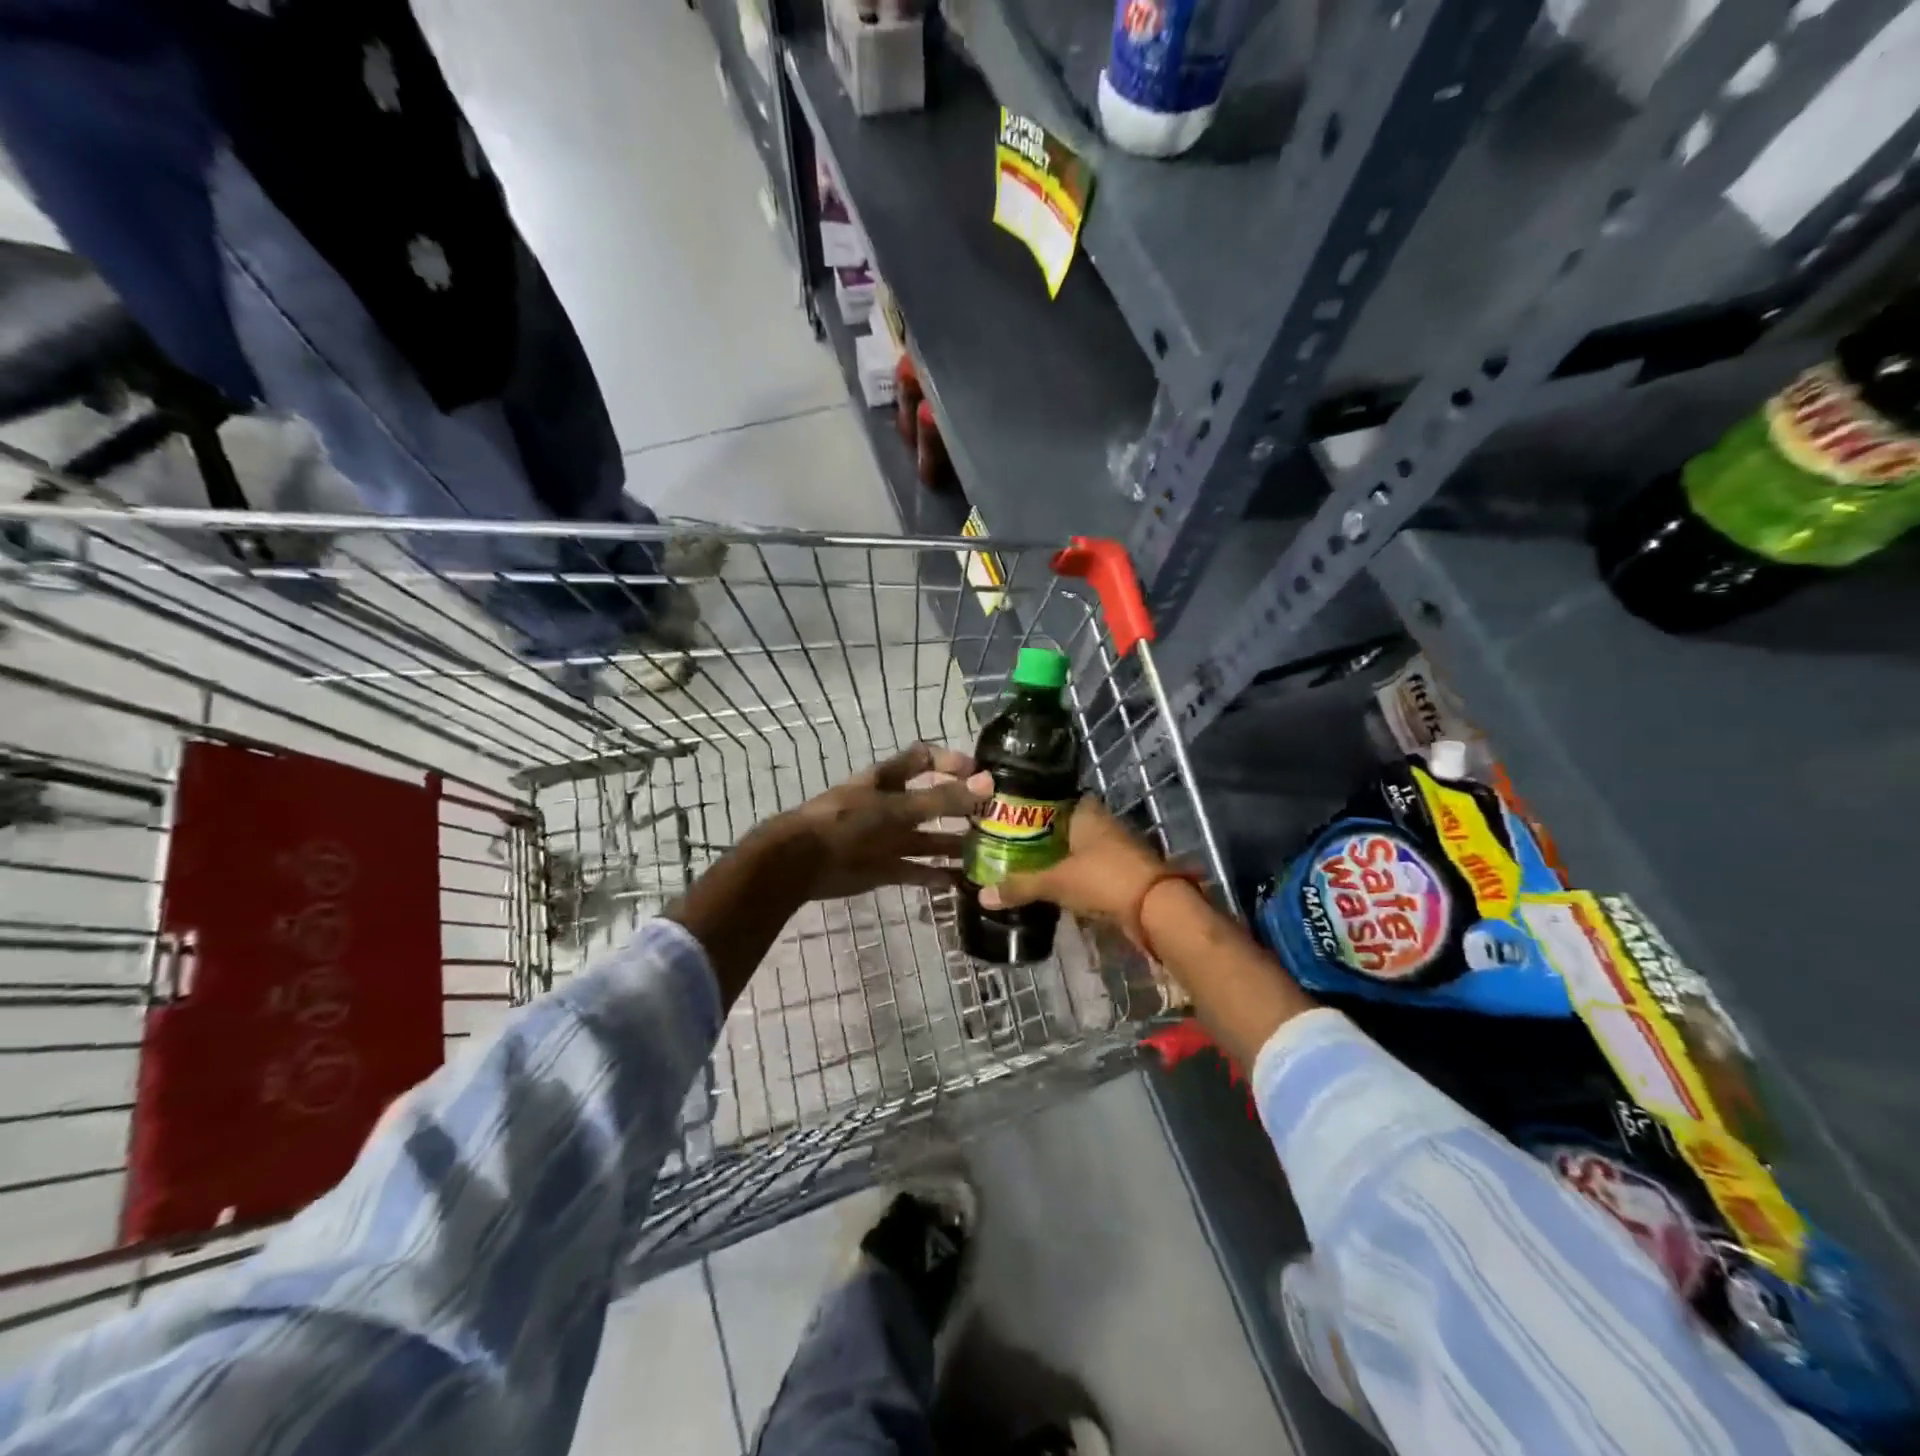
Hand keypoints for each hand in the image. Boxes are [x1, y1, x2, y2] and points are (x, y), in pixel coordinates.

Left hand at [775, 743, 990, 900]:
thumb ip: (942, 799)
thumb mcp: (897, 807)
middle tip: (996, 819)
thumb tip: (988, 783)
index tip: (982, 774)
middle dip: (962, 809)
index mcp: (890, 779)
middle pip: (933, 802)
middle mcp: (893, 805)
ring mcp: (888, 838)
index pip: (925, 759)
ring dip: (955, 845)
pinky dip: (937, 876)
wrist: (802, 862)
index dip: (952, 762)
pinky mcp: (884, 868)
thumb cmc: (848, 821)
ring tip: (988, 854)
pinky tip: (962, 882)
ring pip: (929, 840)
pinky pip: (917, 870)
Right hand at [979, 795, 1166, 924]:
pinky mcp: (1120, 872)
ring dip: (1056, 857)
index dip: (1031, 806)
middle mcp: (1101, 823)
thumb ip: (1020, 886)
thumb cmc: (1103, 879)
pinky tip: (1051, 885)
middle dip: (1040, 835)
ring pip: (1077, 848)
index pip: (1053, 798)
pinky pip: (1088, 868)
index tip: (1007, 816)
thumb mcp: (1056, 882)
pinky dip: (1071, 875)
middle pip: (1064, 825)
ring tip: (1023, 865)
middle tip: (1009, 845)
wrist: (1156, 909)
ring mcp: (1114, 848)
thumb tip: (982, 896)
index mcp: (1086, 811)